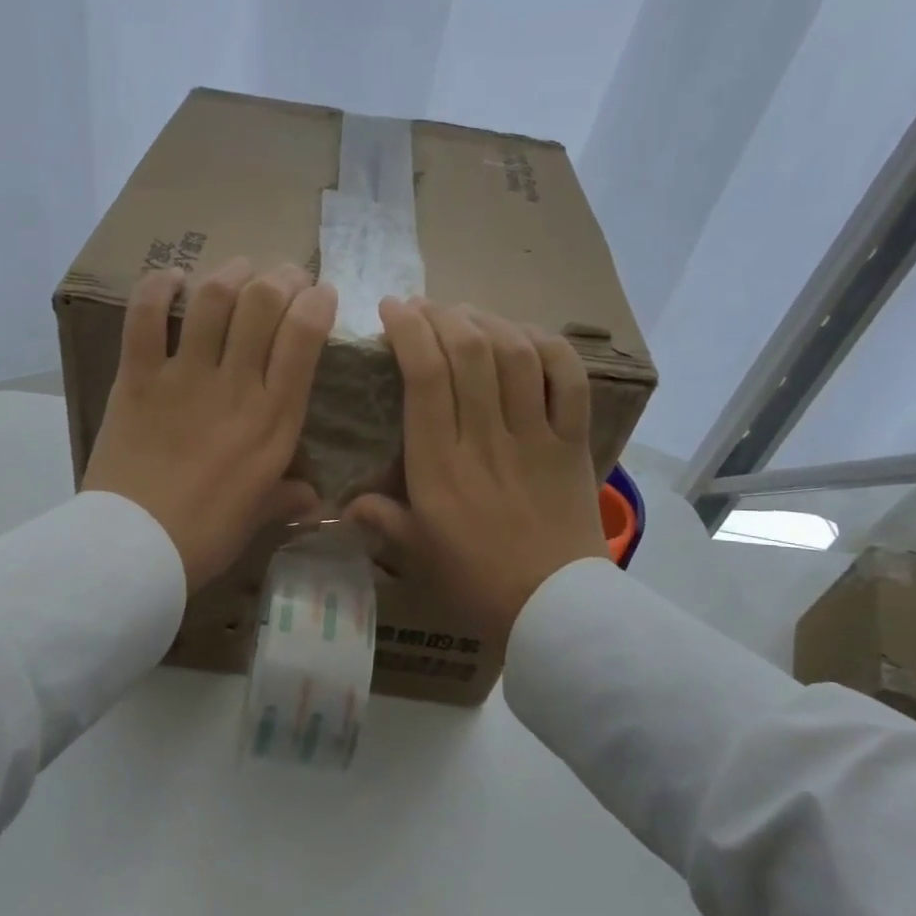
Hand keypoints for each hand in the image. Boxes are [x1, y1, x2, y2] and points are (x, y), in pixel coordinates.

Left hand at [83, 257, 336, 591]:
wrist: (135, 548)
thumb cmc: (206, 536)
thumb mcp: (258, 516)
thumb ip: (288, 498)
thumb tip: (313, 500)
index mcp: (274, 420)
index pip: (305, 337)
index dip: (317, 302)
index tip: (320, 295)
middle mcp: (236, 386)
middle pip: (263, 303)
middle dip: (281, 276)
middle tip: (283, 277)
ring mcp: (184, 378)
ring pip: (213, 298)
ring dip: (230, 272)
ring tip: (238, 269)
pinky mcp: (138, 378)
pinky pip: (146, 316)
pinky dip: (157, 288)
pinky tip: (171, 279)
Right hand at [345, 298, 606, 646]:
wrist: (552, 607)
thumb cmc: (475, 581)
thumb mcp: (416, 552)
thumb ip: (381, 519)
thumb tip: (342, 503)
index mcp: (439, 465)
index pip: (424, 378)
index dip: (409, 331)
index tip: (394, 309)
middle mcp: (485, 439)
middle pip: (469, 352)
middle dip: (444, 315)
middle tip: (427, 308)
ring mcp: (534, 437)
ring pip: (516, 356)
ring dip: (489, 322)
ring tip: (469, 316)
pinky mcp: (572, 442)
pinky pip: (569, 380)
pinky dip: (550, 347)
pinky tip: (527, 336)